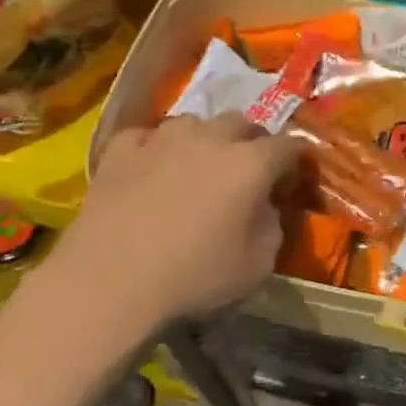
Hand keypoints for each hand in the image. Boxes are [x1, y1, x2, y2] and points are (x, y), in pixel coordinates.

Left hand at [41, 114, 298, 327]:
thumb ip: (272, 227)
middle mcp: (210, 138)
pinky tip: (150, 169)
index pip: (288, 146)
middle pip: (242, 123)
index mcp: (251, 163)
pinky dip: (155, 149)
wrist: (109, 282)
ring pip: (194, 123)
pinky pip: (147, 137)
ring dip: (204, 140)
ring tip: (197, 166)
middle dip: (251, 142)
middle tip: (248, 171)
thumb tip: (264, 207)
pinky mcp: (121, 150)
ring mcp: (162, 139)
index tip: (293, 178)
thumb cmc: (194, 277)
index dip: (296, 160)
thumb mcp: (258, 266)